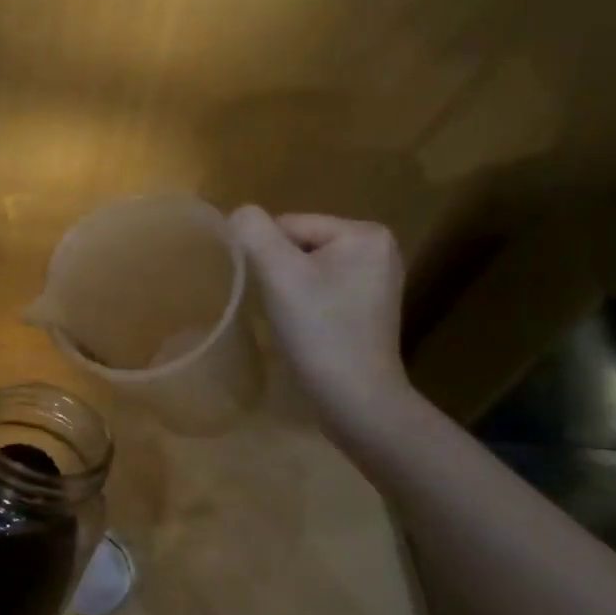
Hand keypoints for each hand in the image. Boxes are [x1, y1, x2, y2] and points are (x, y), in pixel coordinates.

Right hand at [229, 206, 412, 435]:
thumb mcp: (280, 276)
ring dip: (287, 290)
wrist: (356, 400)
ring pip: (306, 269)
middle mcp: (377, 249)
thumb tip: (238, 214)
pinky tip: (304, 328)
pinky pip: (320, 290)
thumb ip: (254, 233)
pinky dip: (303, 304)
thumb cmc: (320, 333)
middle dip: (279, 273)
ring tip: (289, 319)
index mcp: (364, 233)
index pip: (290, 225)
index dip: (267, 256)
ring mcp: (375, 280)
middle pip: (299, 245)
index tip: (268, 292)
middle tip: (277, 308)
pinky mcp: (367, 308)